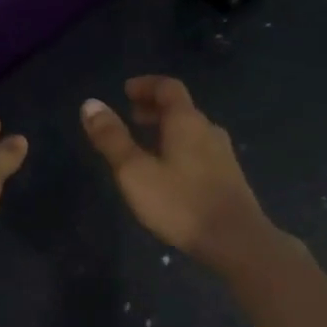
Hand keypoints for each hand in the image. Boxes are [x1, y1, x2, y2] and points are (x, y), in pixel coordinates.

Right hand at [81, 76, 274, 267]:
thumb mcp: (134, 171)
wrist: (236, 242)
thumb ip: (112, 138)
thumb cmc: (180, 202)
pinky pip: (200, 150)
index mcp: (186, 121)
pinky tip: (170, 172)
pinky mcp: (229, 178)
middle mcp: (208, 130)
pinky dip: (180, 148)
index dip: (146, 85)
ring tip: (146, 143)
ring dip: (167, 129)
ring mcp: (223, 155)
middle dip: (154, 108)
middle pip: (181, 108)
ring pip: (191, 131)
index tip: (126, 90)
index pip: (167, 87)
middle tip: (131, 115)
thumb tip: (90, 104)